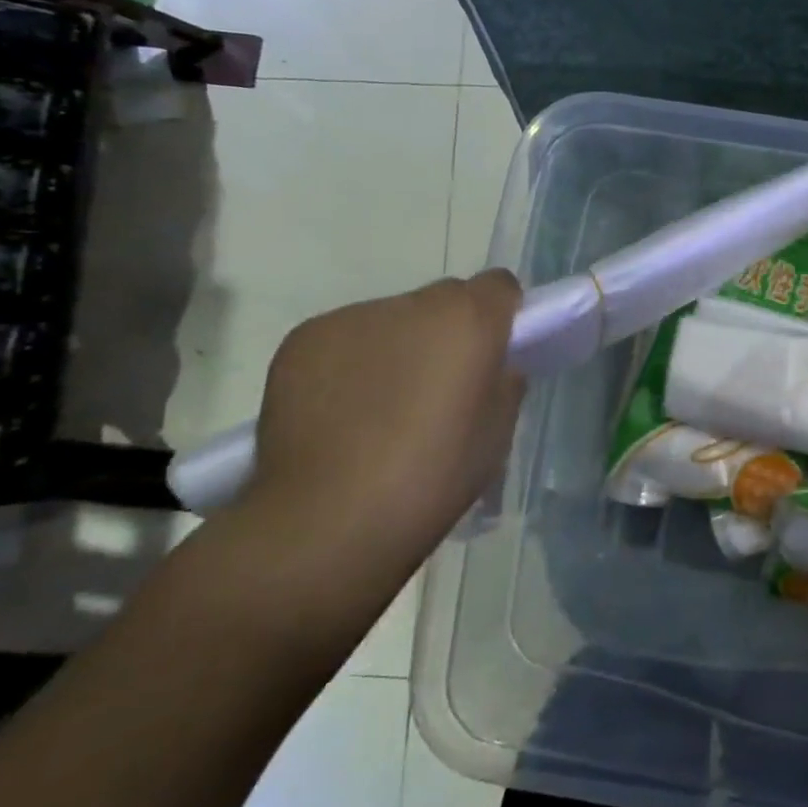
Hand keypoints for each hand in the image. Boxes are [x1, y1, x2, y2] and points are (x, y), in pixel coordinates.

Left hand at [244, 271, 523, 591]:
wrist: (328, 520)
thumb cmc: (433, 478)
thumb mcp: (497, 434)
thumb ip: (504, 383)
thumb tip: (493, 367)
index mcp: (468, 320)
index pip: (499, 285)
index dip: (501, 316)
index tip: (493, 353)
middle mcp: (412, 304)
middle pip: (444, 299)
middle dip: (448, 331)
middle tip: (438, 387)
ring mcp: (352, 318)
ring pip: (391, 320)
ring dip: (397, 347)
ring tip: (381, 408)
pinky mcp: (303, 339)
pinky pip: (345, 339)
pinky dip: (352, 363)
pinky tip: (342, 413)